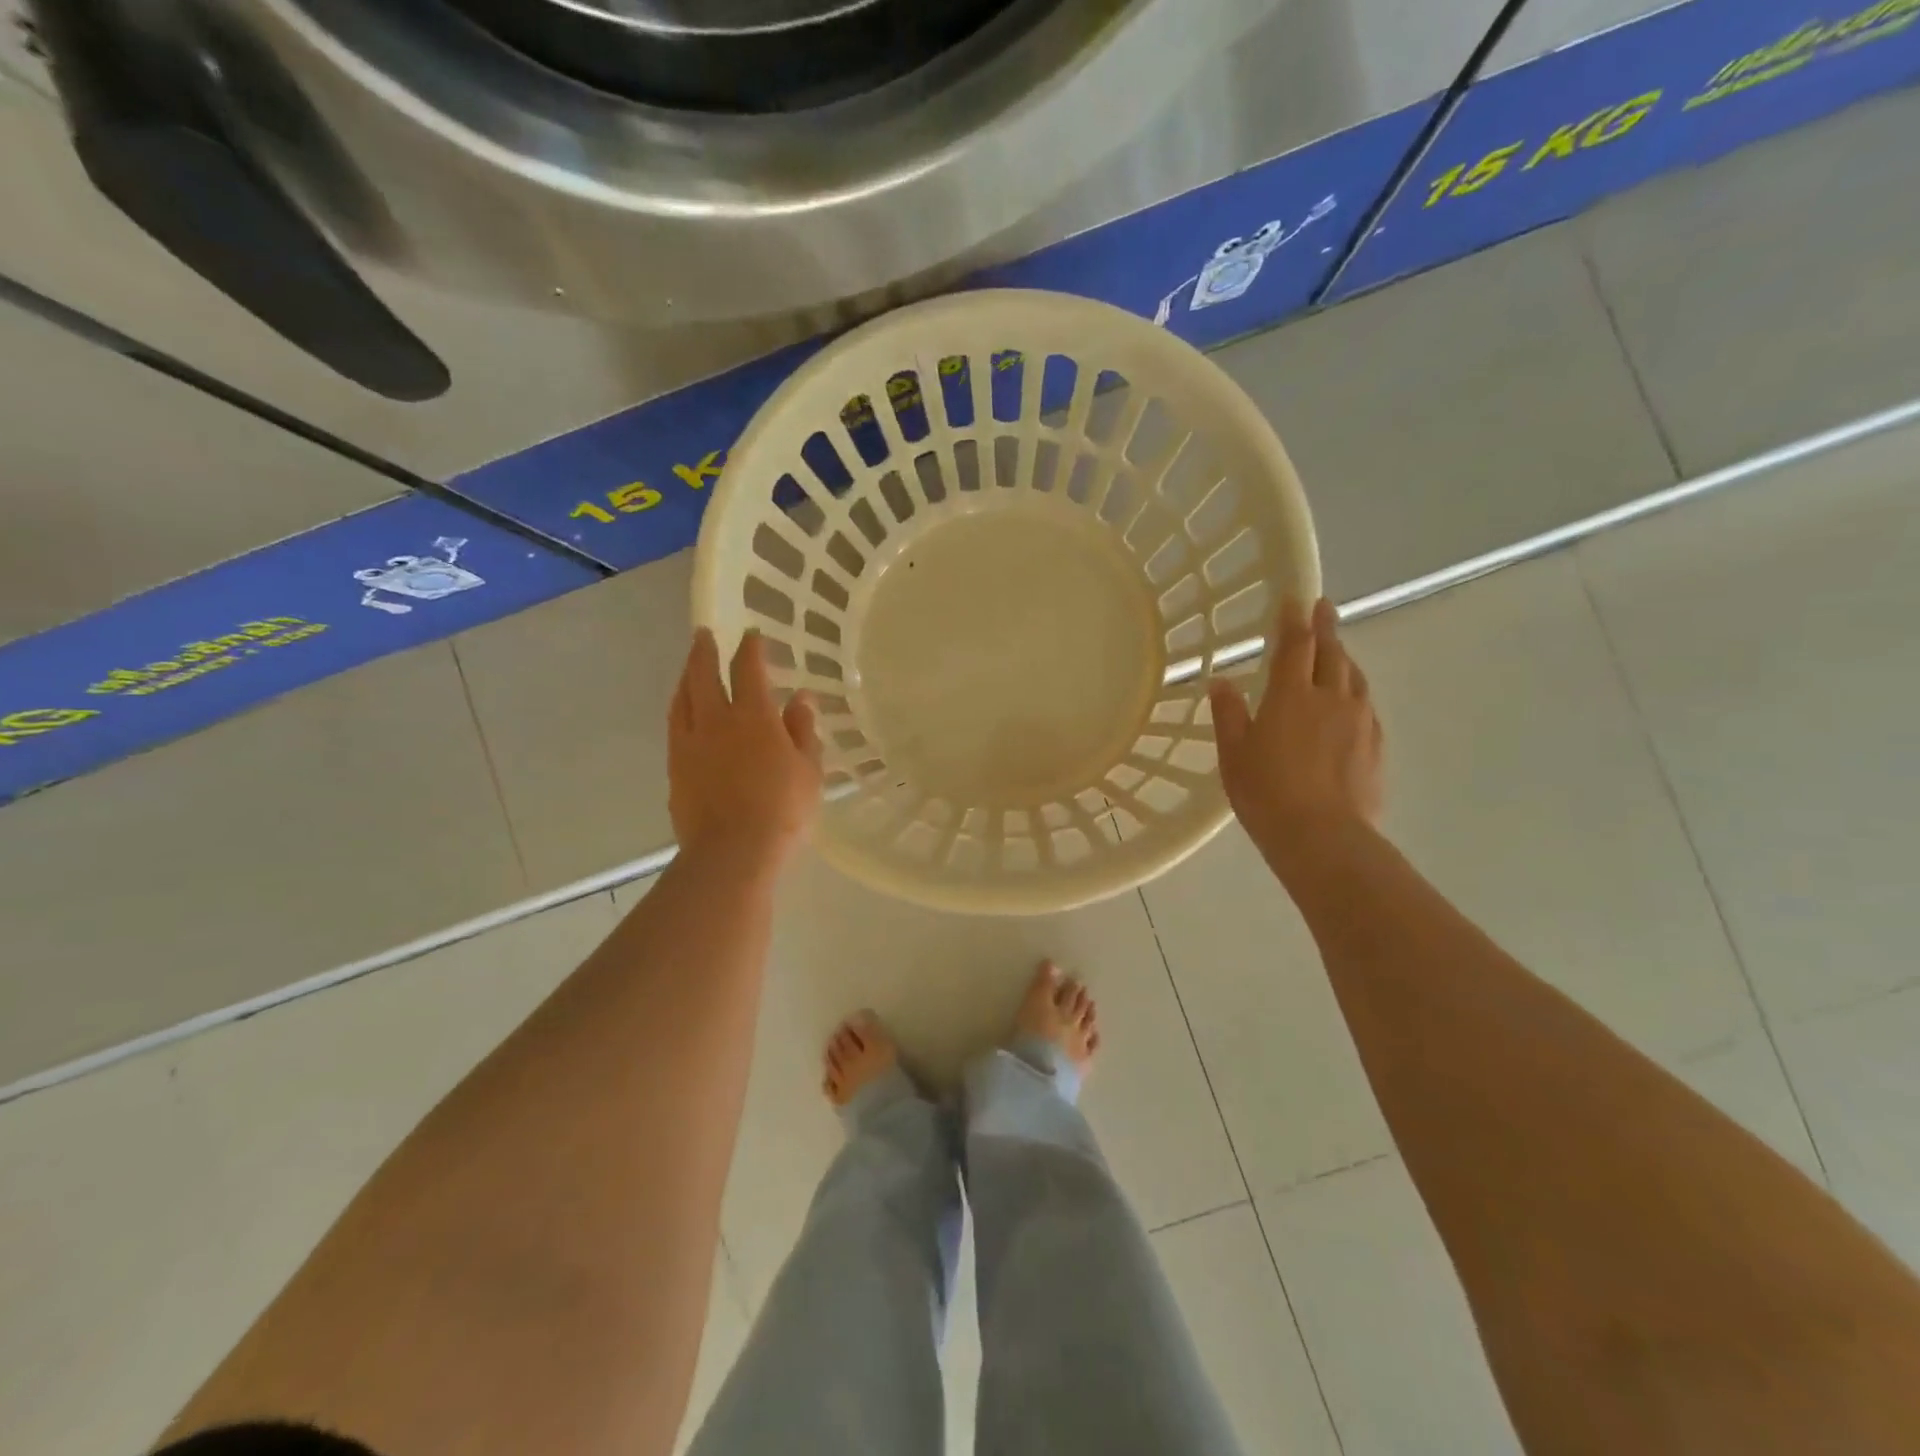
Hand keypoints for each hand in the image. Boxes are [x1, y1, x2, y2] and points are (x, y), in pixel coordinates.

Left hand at [669, 628, 822, 874]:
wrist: (732, 852)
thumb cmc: (782, 810)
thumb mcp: (808, 770)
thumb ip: (803, 730)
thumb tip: (801, 698)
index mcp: (753, 717)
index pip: (749, 670)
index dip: (750, 649)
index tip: (751, 634)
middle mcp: (715, 722)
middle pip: (703, 676)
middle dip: (704, 652)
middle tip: (703, 634)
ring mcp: (689, 745)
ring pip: (682, 700)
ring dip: (686, 678)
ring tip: (688, 668)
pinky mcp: (675, 769)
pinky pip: (674, 728)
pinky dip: (679, 710)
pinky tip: (683, 714)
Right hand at [1210, 597, 1384, 878]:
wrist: (1323, 836)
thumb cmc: (1266, 792)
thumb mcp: (1233, 754)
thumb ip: (1228, 714)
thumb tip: (1222, 682)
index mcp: (1291, 696)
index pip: (1295, 646)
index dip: (1294, 619)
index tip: (1296, 596)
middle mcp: (1331, 699)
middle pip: (1332, 653)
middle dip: (1326, 628)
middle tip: (1323, 609)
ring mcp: (1359, 722)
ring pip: (1354, 678)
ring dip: (1344, 659)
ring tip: (1337, 653)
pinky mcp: (1376, 746)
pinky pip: (1366, 706)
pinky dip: (1355, 693)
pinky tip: (1349, 704)